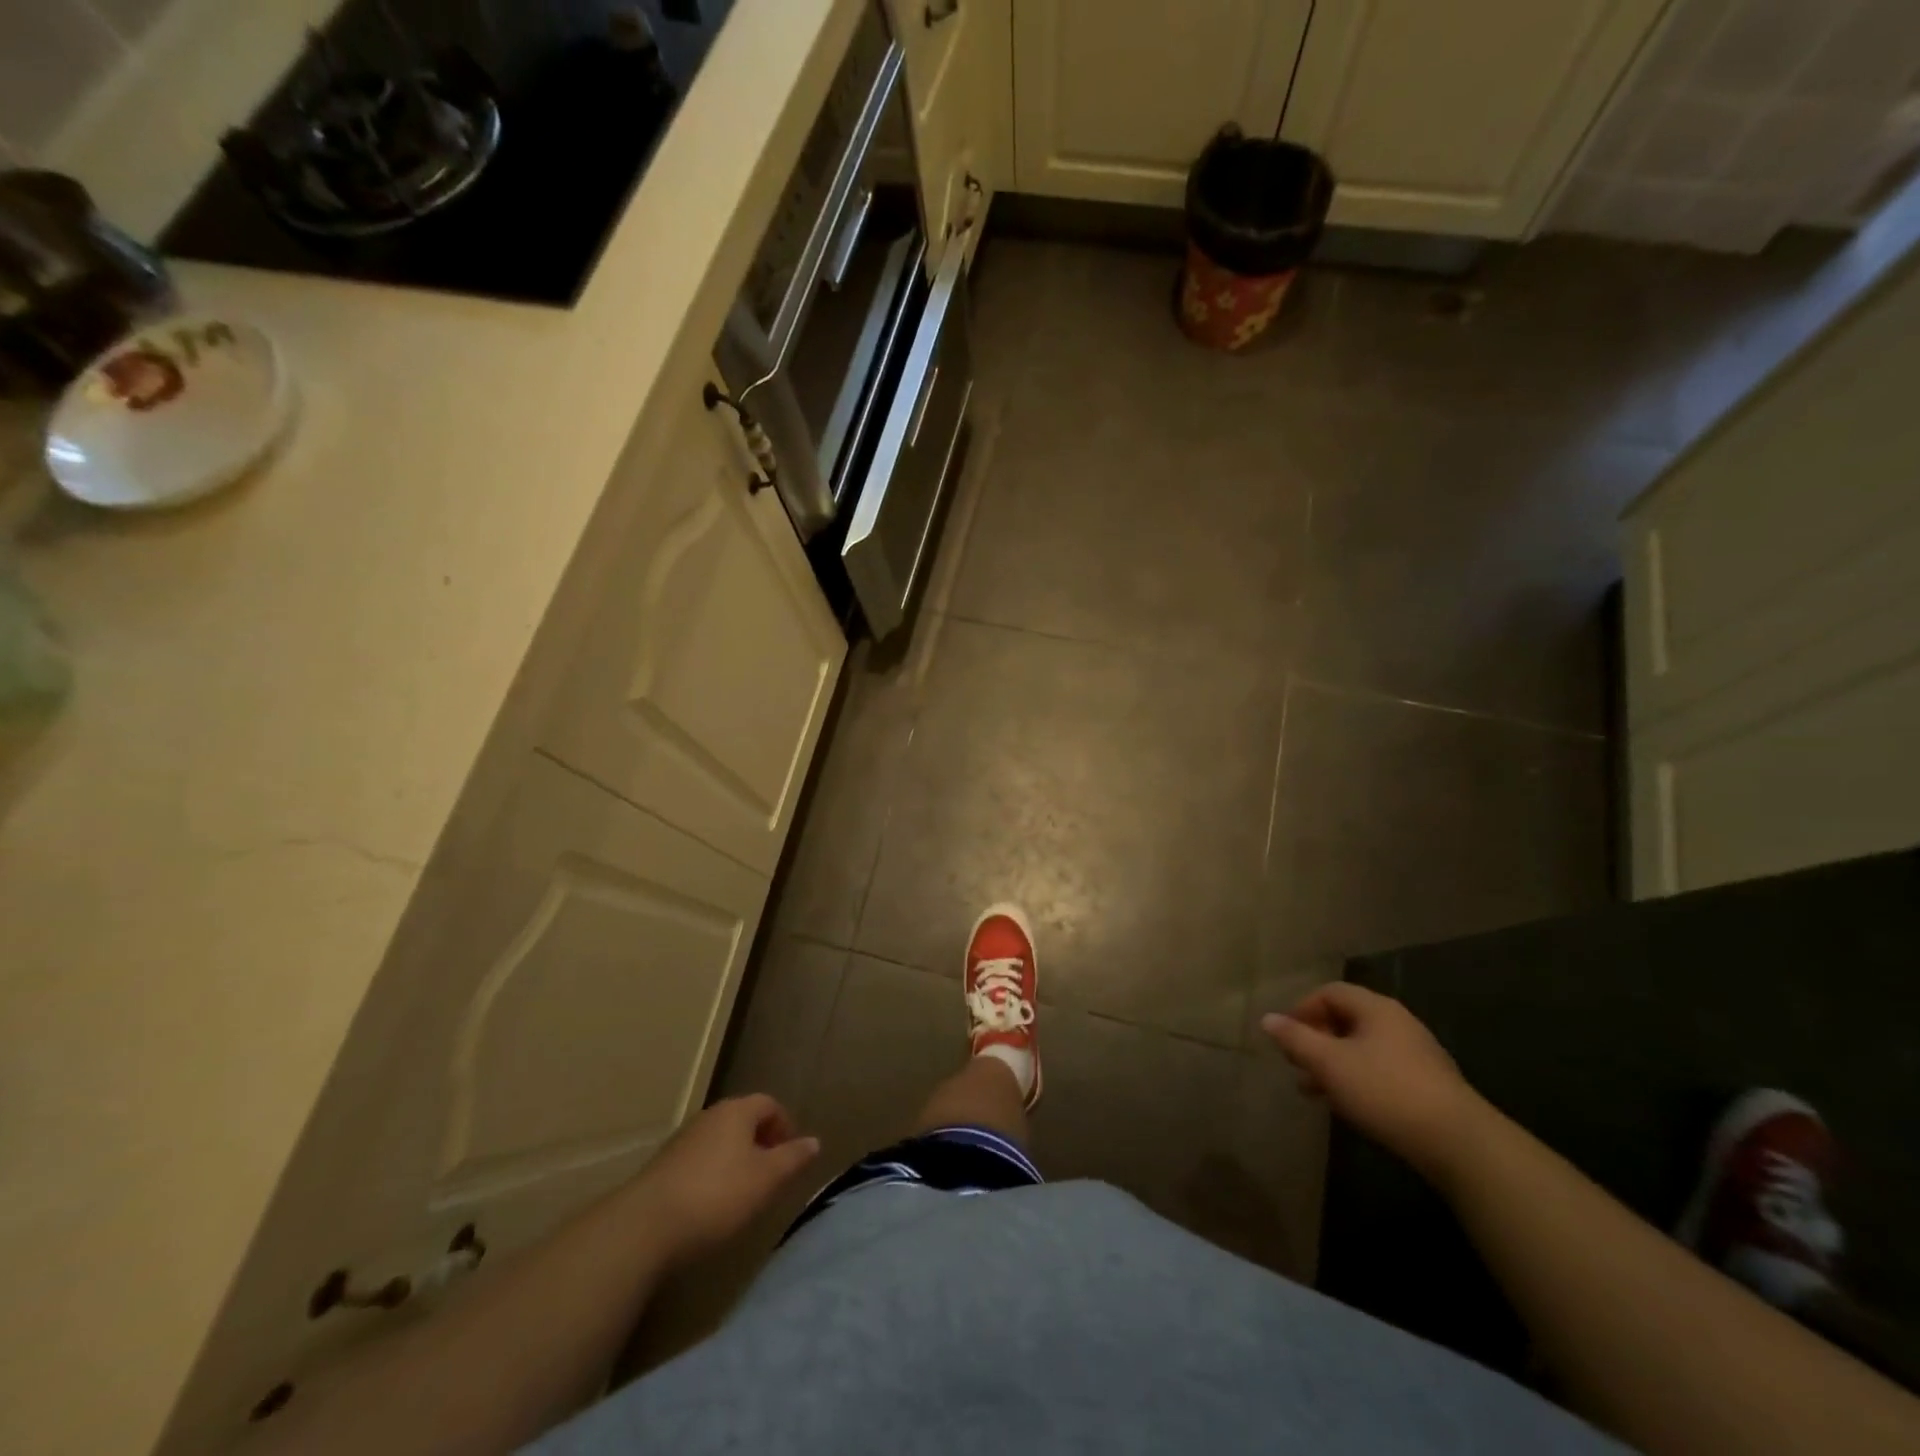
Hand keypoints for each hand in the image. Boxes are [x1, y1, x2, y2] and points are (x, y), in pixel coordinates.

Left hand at [633, 1095, 821, 1263]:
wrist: (643, 1227)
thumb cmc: (716, 1196)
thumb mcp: (766, 1180)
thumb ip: (792, 1158)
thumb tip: (814, 1142)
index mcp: (737, 1111)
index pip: (769, 1104)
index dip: (785, 1126)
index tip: (791, 1156)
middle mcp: (709, 1116)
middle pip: (743, 1120)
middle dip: (761, 1143)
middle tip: (771, 1175)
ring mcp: (683, 1139)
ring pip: (720, 1141)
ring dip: (736, 1159)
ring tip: (744, 1193)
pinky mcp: (663, 1165)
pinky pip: (700, 1160)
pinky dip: (713, 1174)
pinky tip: (712, 1205)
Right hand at [1261, 984, 1487, 1182]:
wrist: (1459, 1144)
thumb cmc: (1385, 1091)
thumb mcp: (1330, 1064)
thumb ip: (1296, 1039)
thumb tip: (1268, 1019)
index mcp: (1377, 1009)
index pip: (1330, 992)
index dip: (1302, 1009)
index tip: (1285, 1036)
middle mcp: (1398, 1023)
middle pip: (1346, 1019)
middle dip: (1316, 1039)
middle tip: (1295, 1063)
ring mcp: (1417, 1055)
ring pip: (1362, 1048)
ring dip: (1333, 1063)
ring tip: (1313, 1090)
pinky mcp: (1428, 1085)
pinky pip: (1381, 1070)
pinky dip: (1357, 1079)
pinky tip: (1348, 1105)